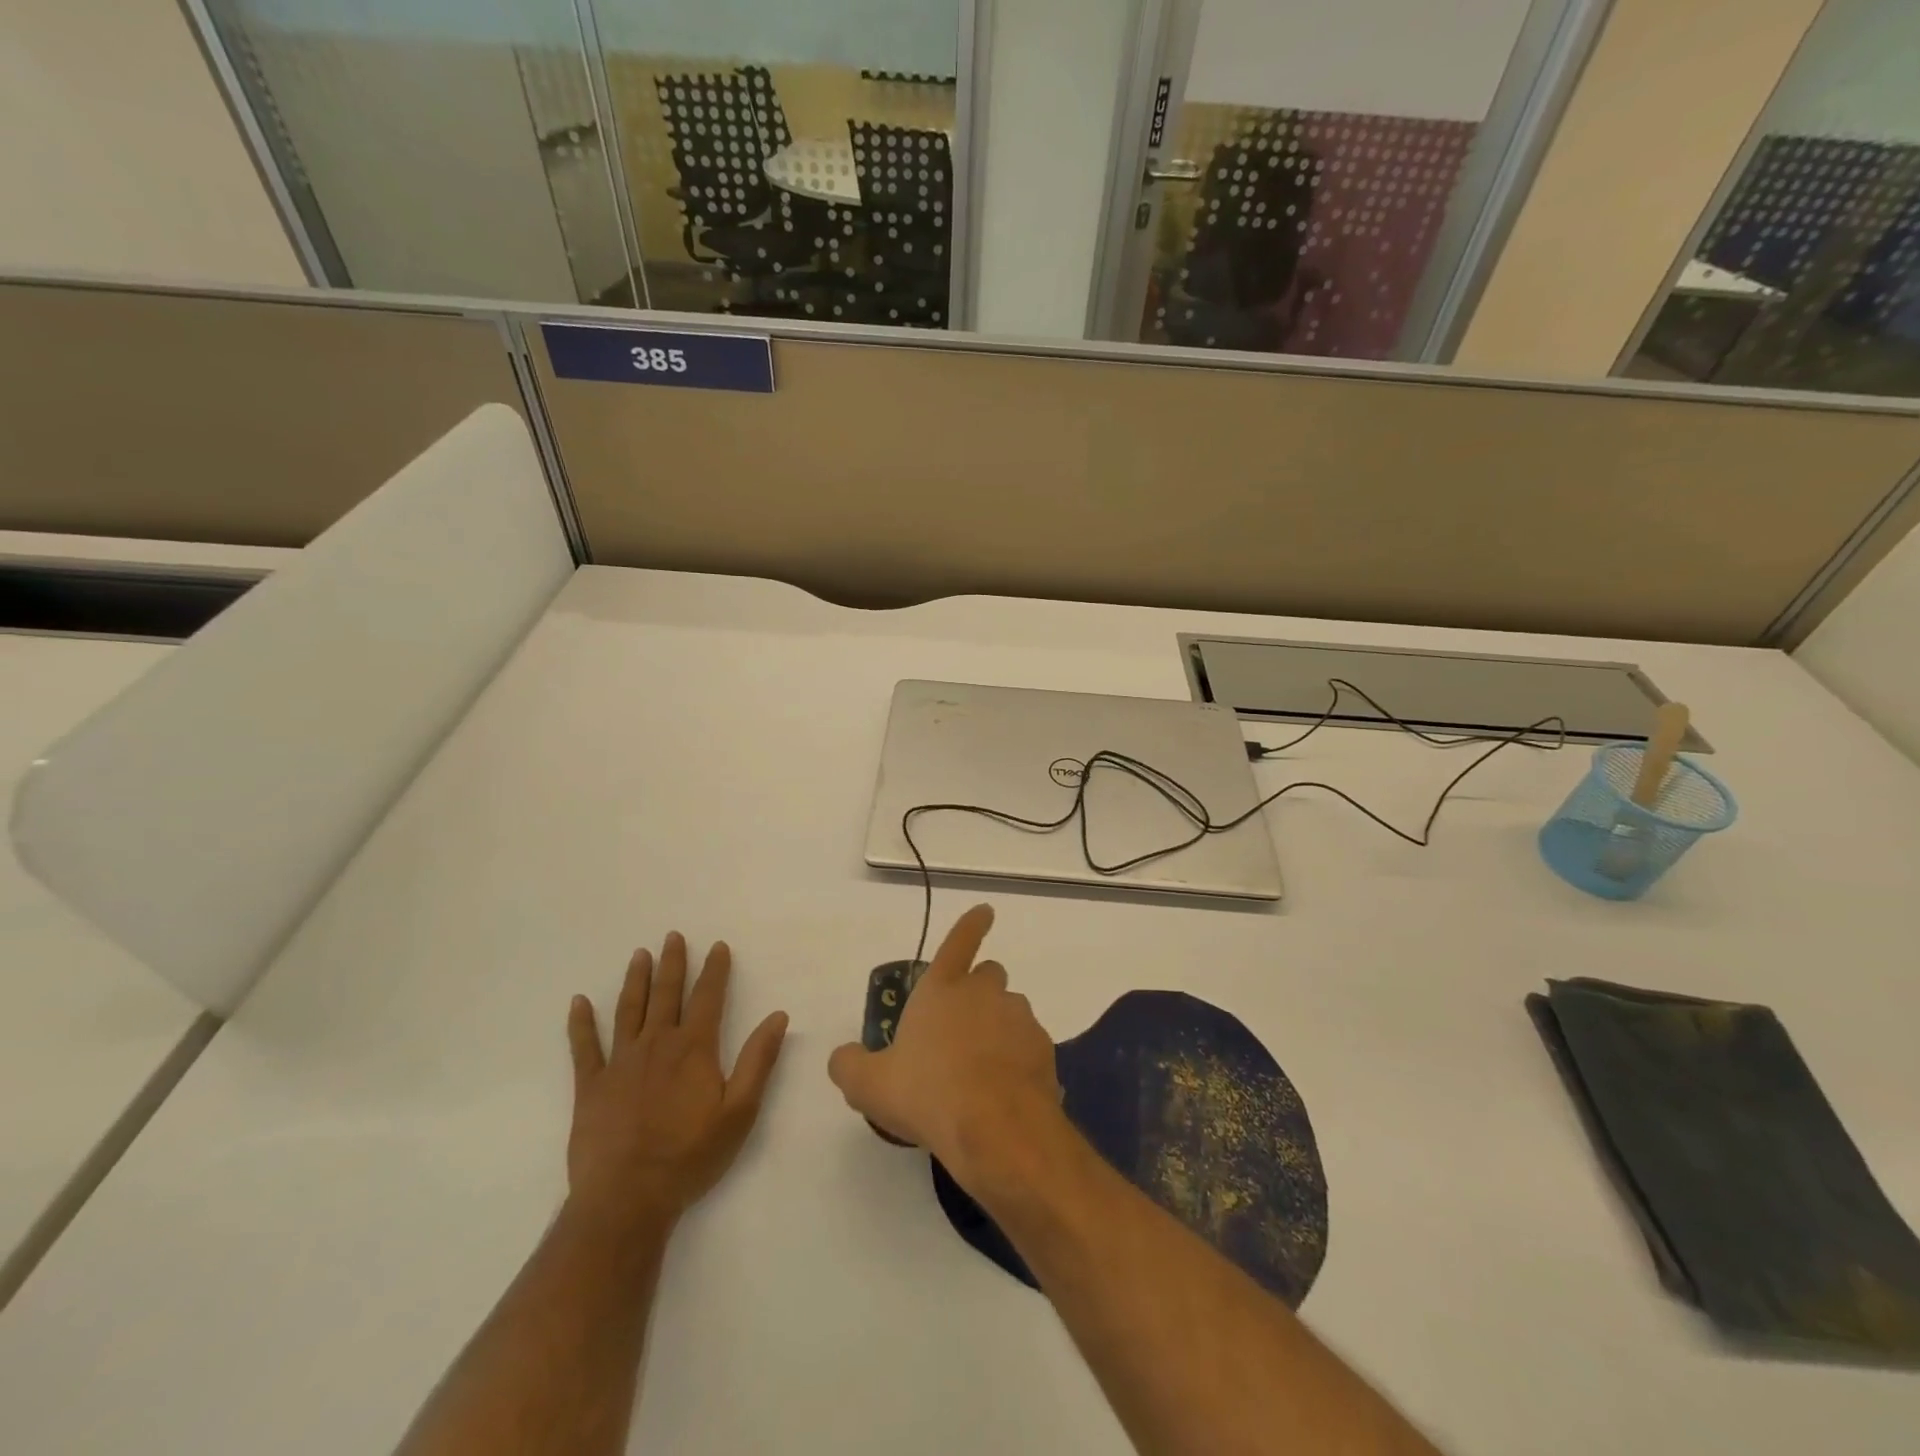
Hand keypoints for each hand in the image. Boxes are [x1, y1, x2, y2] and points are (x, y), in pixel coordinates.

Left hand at [566, 933, 787, 1230]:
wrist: (627, 1199)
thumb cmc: (690, 1156)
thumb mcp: (740, 1111)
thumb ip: (758, 1060)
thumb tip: (778, 1016)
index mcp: (694, 1048)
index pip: (708, 997)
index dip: (715, 970)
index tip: (718, 946)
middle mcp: (657, 1044)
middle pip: (667, 994)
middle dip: (673, 963)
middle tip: (674, 936)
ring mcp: (620, 1063)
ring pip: (629, 1010)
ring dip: (636, 980)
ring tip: (639, 955)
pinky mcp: (590, 1086)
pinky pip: (584, 1047)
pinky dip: (580, 1023)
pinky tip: (578, 1002)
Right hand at [827, 905, 1061, 1187]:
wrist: (996, 1128)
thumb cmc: (927, 1093)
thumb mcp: (869, 1085)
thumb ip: (850, 1065)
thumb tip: (843, 1056)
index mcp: (942, 989)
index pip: (958, 943)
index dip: (971, 925)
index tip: (986, 910)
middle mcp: (984, 994)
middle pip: (989, 975)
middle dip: (978, 991)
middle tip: (961, 1027)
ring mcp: (1019, 1020)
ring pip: (1011, 1011)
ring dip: (998, 1028)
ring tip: (981, 1069)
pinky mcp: (1044, 1051)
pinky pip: (1029, 1049)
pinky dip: (1019, 1062)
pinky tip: (1004, 1095)